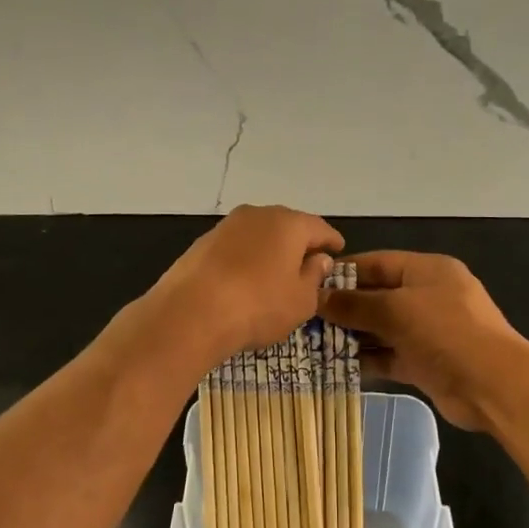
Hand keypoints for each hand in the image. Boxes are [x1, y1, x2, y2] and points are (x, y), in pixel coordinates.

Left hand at [144, 205, 343, 366]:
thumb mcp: (300, 300)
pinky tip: (245, 279)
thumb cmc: (259, 306)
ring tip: (276, 274)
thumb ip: (314, 276)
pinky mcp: (202, 243)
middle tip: (308, 264)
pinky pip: (235, 247)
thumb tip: (318, 259)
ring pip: (259, 234)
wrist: (190, 313)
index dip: (331, 241)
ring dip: (270, 250)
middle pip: (287, 226)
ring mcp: (227, 226)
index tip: (338, 250)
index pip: (319, 227)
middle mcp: (258, 214)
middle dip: (299, 243)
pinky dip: (246, 259)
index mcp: (289, 223)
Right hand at [319, 252, 526, 432]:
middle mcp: (428, 296)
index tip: (310, 283)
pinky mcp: (426, 362)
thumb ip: (355, 304)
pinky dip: (367, 360)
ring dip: (352, 336)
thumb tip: (318, 298)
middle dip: (344, 308)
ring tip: (312, 344)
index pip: (377, 263)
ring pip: (382, 328)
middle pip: (378, 296)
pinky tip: (336, 366)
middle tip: (305, 318)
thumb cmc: (446, 332)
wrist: (494, 386)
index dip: (344, 272)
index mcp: (427, 270)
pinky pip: (389, 355)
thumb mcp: (397, 310)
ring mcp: (428, 331)